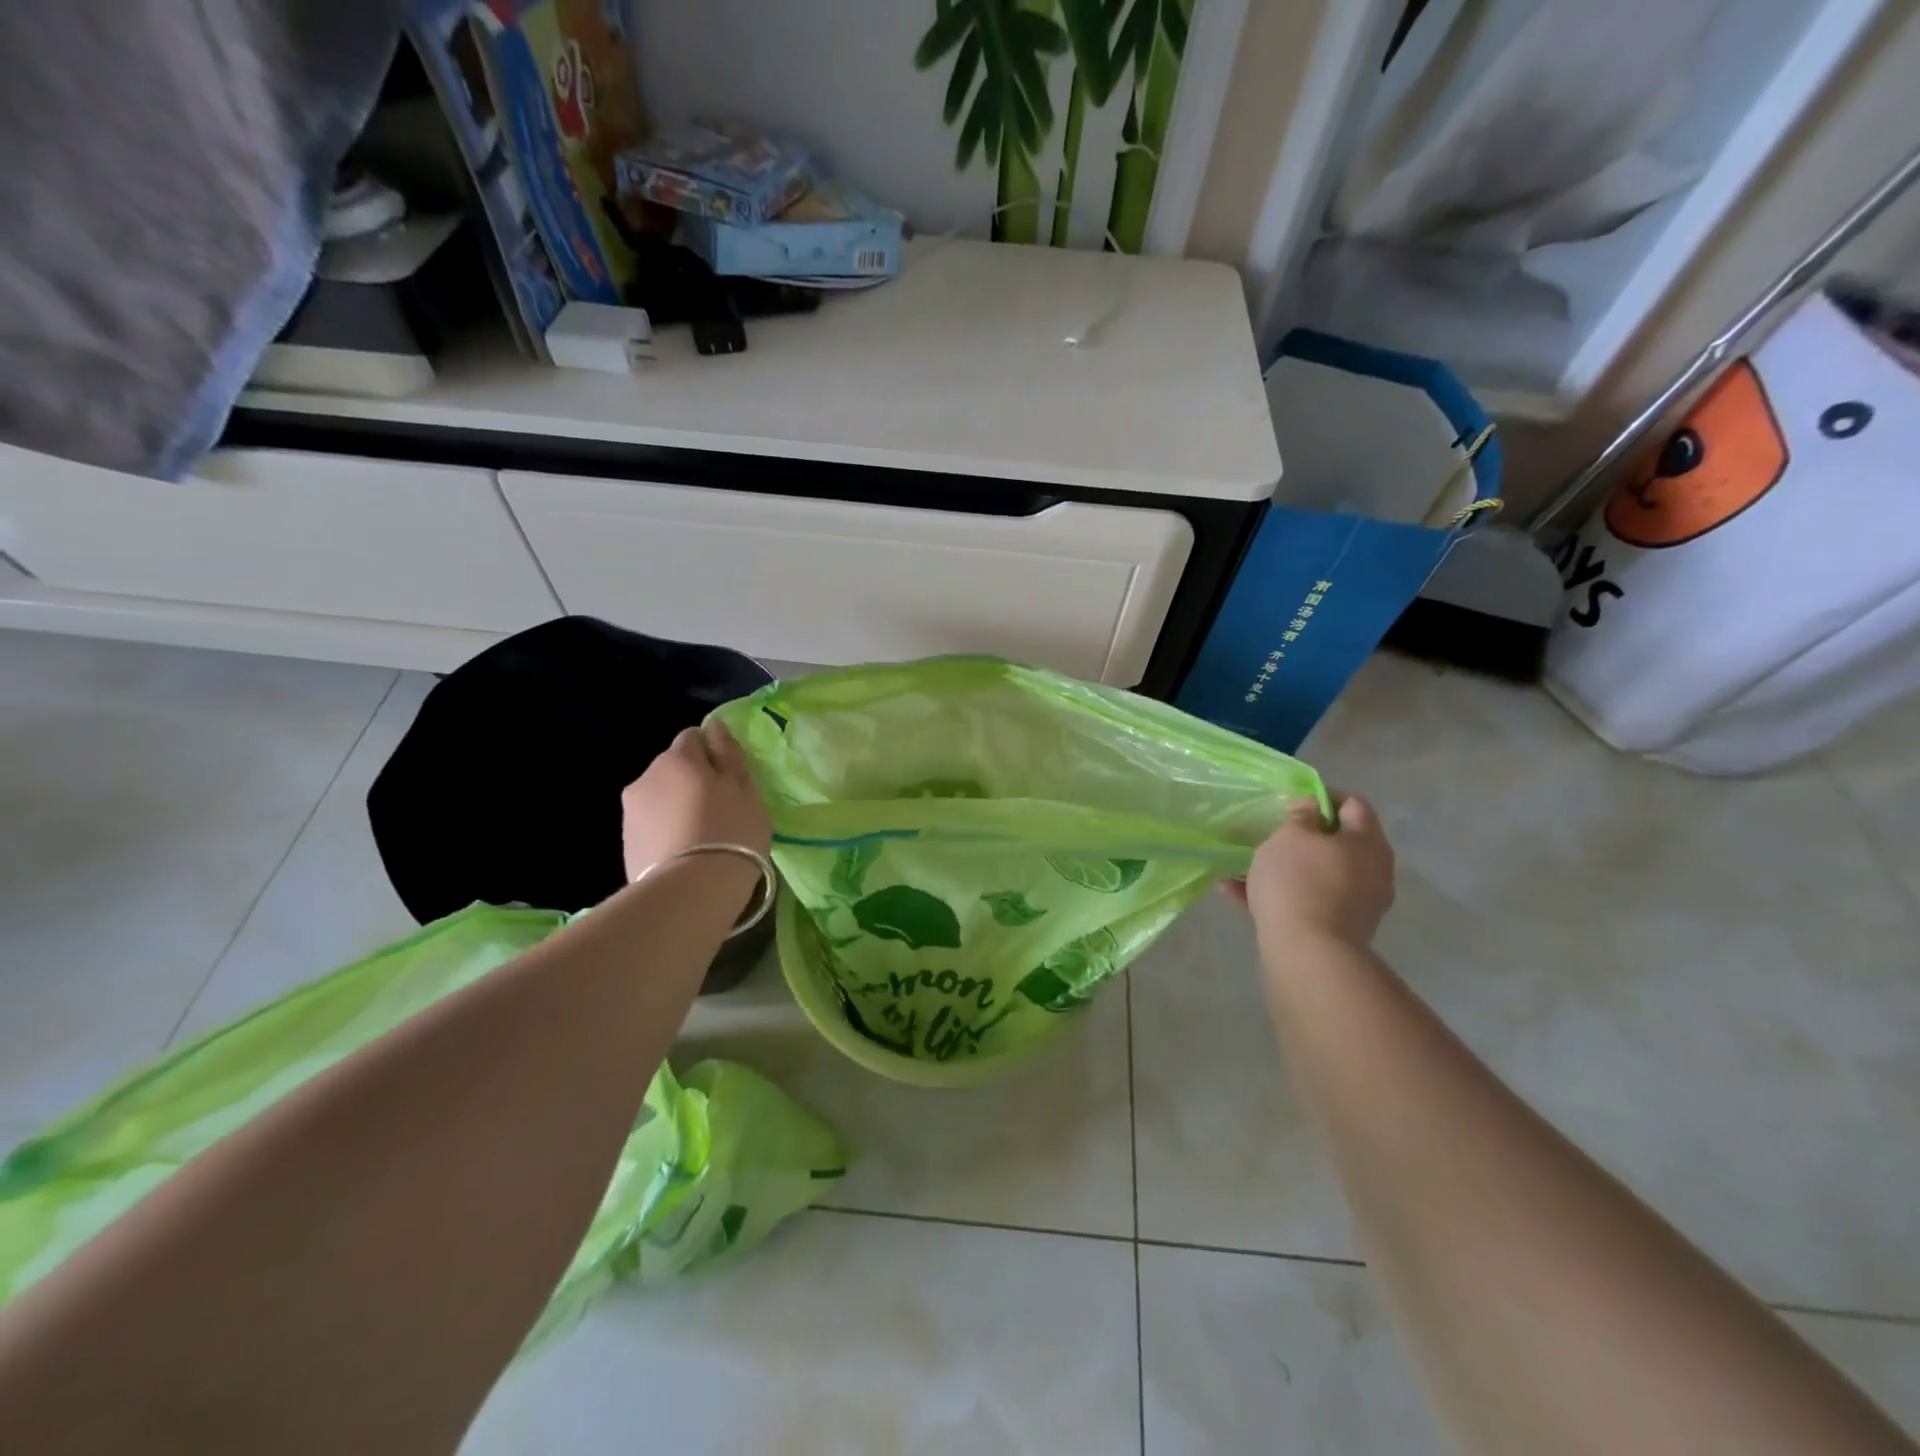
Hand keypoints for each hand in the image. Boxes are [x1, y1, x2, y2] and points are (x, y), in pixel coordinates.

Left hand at [621, 723, 771, 882]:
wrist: (691, 890)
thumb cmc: (730, 831)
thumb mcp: (745, 790)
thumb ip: (729, 756)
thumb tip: (716, 728)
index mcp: (678, 758)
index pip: (693, 737)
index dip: (713, 753)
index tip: (730, 778)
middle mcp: (647, 776)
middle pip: (674, 768)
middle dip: (693, 781)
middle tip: (720, 810)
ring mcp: (631, 811)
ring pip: (660, 797)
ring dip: (678, 807)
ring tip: (702, 837)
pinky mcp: (626, 843)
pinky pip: (652, 825)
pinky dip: (667, 831)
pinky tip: (685, 853)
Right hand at [1225, 794, 1395, 950]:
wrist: (1307, 953)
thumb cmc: (1299, 881)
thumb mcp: (1291, 835)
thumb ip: (1301, 815)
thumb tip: (1312, 808)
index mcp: (1367, 843)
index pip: (1353, 805)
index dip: (1322, 796)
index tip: (1291, 800)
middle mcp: (1371, 872)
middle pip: (1336, 843)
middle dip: (1300, 837)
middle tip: (1270, 833)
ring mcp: (1355, 904)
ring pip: (1315, 874)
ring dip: (1282, 867)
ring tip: (1241, 866)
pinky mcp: (1335, 929)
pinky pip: (1304, 901)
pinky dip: (1276, 894)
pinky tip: (1234, 892)